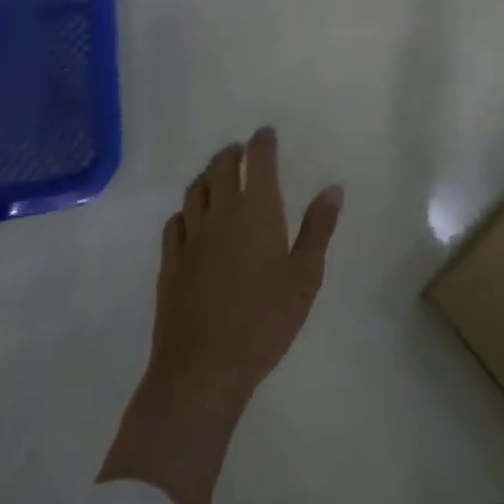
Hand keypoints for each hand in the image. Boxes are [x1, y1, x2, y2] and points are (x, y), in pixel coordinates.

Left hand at [147, 126, 342, 405]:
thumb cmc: (264, 320)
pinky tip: (190, 219)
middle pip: (221, 167)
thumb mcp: (305, 276)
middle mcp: (221, 212)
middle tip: (241, 151)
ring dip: (208, 175)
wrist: (202, 369)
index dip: (262, 142)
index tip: (266, 133)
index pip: (258, 160)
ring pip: (195, 190)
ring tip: (216, 176)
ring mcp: (191, 237)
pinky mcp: (170, 263)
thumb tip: (333, 188)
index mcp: (257, 209)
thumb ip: (318, 228)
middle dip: (233, 153)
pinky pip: (175, 222)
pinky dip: (185, 211)